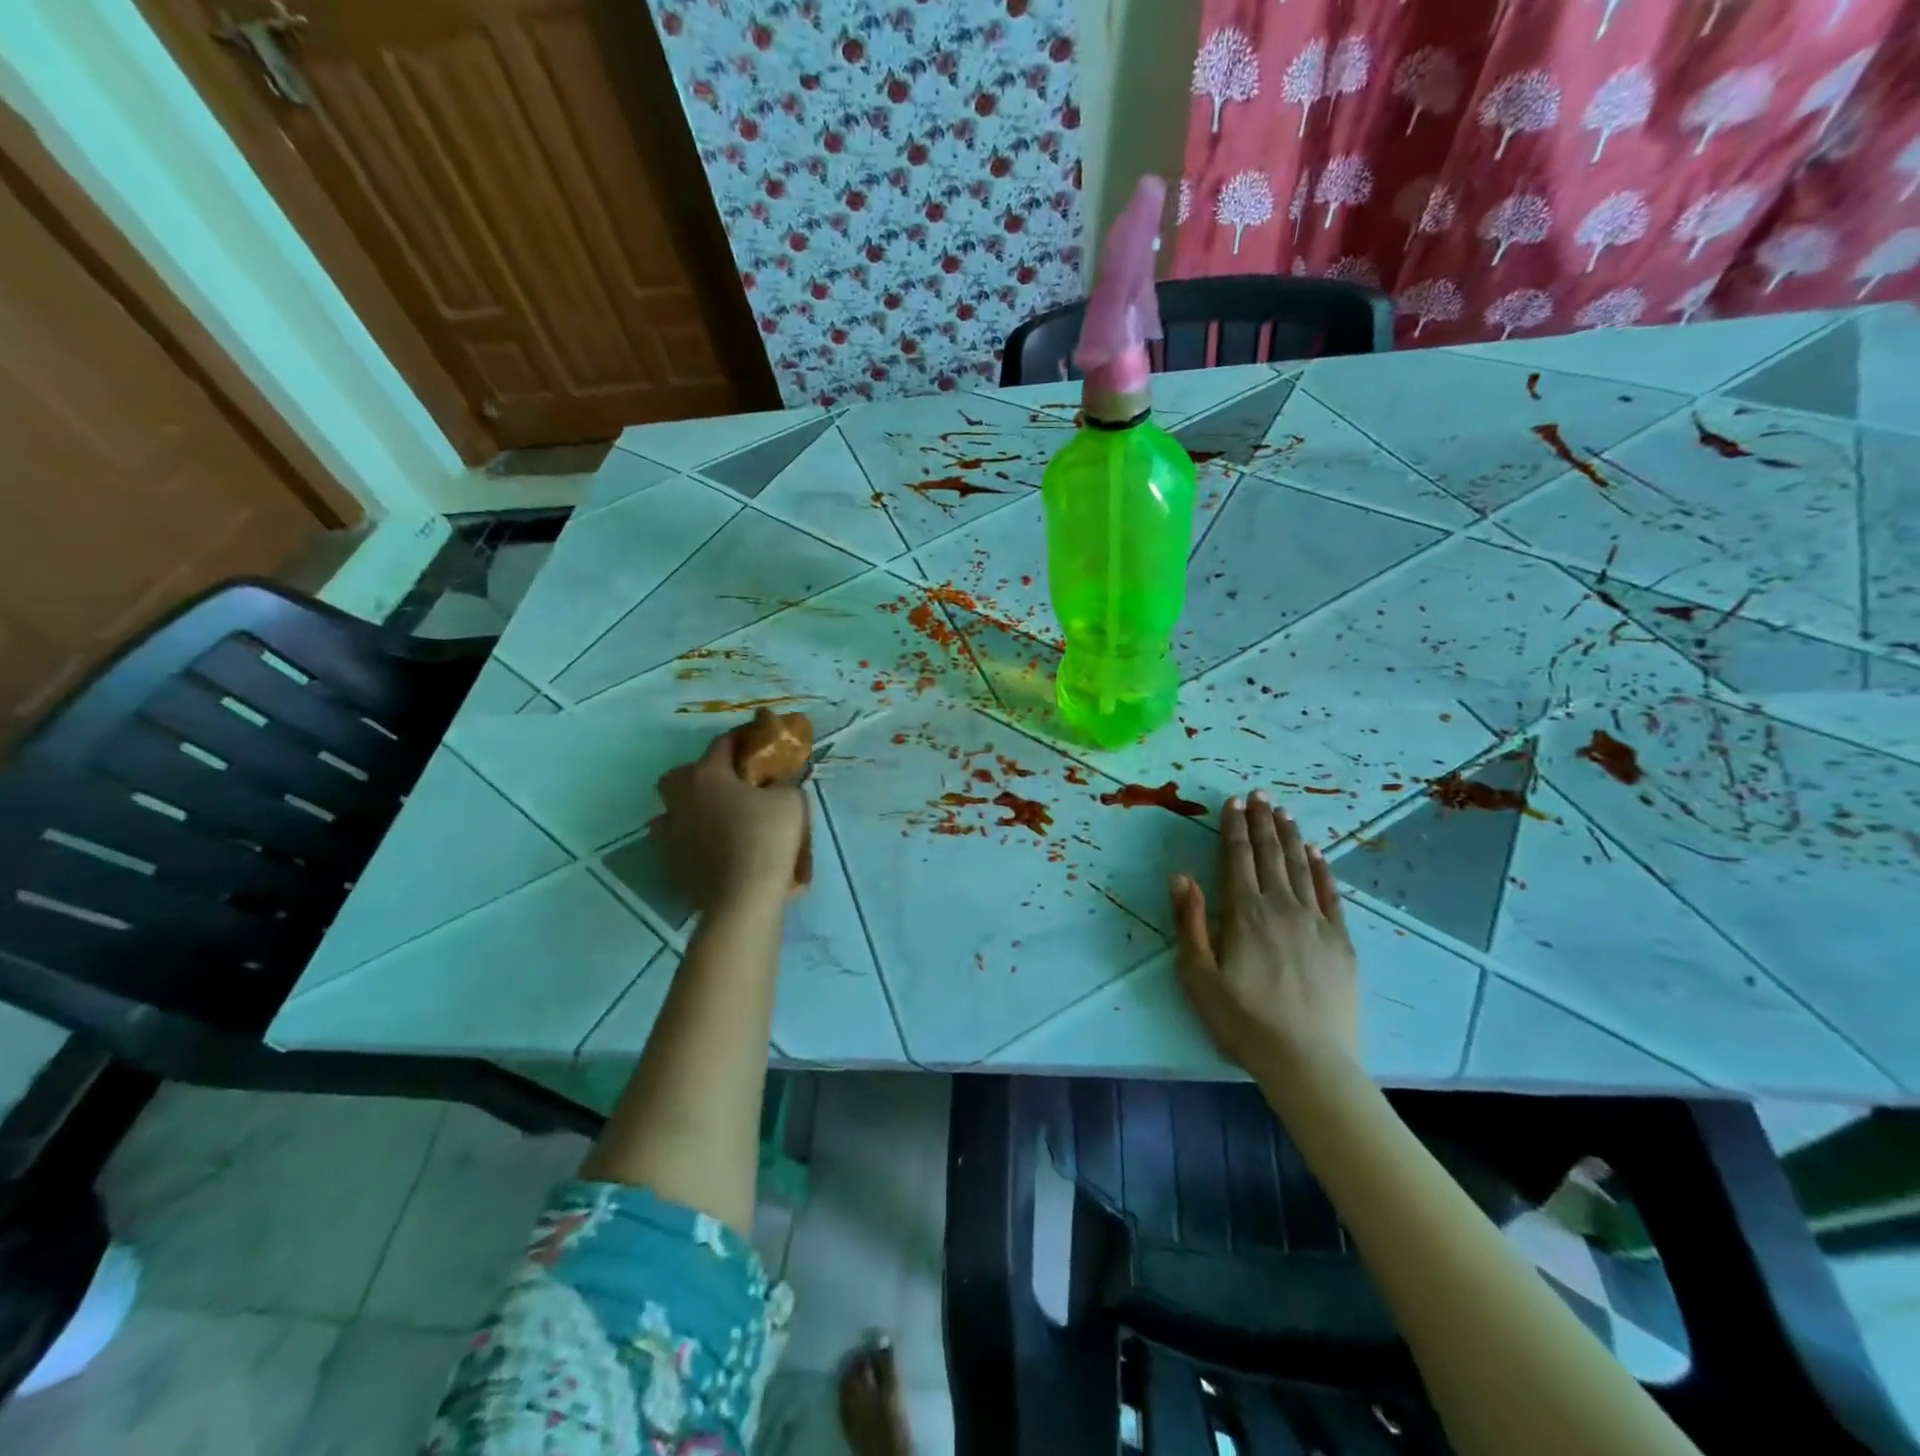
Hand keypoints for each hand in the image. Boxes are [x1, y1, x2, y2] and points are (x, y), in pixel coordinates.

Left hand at [650, 717, 809, 910]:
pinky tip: (712, 846)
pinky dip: (692, 838)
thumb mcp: (789, 801)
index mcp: (708, 775)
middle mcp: (681, 798)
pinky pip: (678, 840)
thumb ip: (783, 783)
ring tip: (716, 817)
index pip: (723, 744)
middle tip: (729, 783)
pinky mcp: (671, 861)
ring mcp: (671, 831)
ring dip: (689, 807)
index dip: (742, 738)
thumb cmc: (767, 839)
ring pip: (673, 809)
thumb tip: (780, 780)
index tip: (758, 740)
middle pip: (681, 774)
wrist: (742, 898)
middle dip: (702, 773)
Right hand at [1169, 792, 1360, 1083]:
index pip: (1237, 858)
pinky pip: (1329, 893)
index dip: (1234, 828)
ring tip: (1283, 812)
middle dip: (1262, 822)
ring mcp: (1316, 922)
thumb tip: (1182, 876)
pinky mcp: (1340, 941)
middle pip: (1269, 854)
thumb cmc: (1242, 1020)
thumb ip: (1190, 922)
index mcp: (1244, 913)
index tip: (1233, 802)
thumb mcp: (1198, 975)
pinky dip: (1321, 868)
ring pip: (1300, 867)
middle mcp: (1281, 907)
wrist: (1307, 1061)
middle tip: (1259, 794)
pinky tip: (1316, 852)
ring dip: (1289, 836)